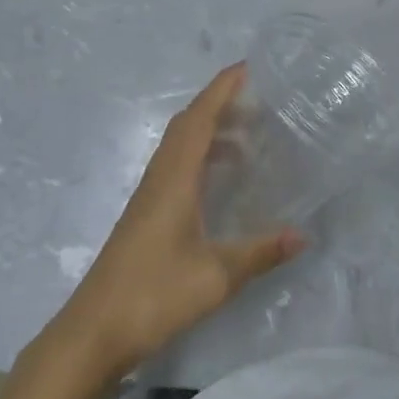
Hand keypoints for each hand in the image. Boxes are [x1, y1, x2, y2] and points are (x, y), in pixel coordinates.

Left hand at [49, 63, 303, 381]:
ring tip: (248, 138)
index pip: (199, 118)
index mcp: (174, 177)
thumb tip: (304, 235)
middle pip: (187, 124)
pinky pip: (176, 165)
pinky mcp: (146, 213)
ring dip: (210, 131)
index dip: (221, 89)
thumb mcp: (216, 276)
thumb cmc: (154, 294)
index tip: (248, 68)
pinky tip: (219, 180)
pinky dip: (201, 157)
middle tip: (258, 102)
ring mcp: (149, 194)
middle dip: (219, 104)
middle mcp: (160, 176)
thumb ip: (260, 253)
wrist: (95, 330)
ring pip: (180, 144)